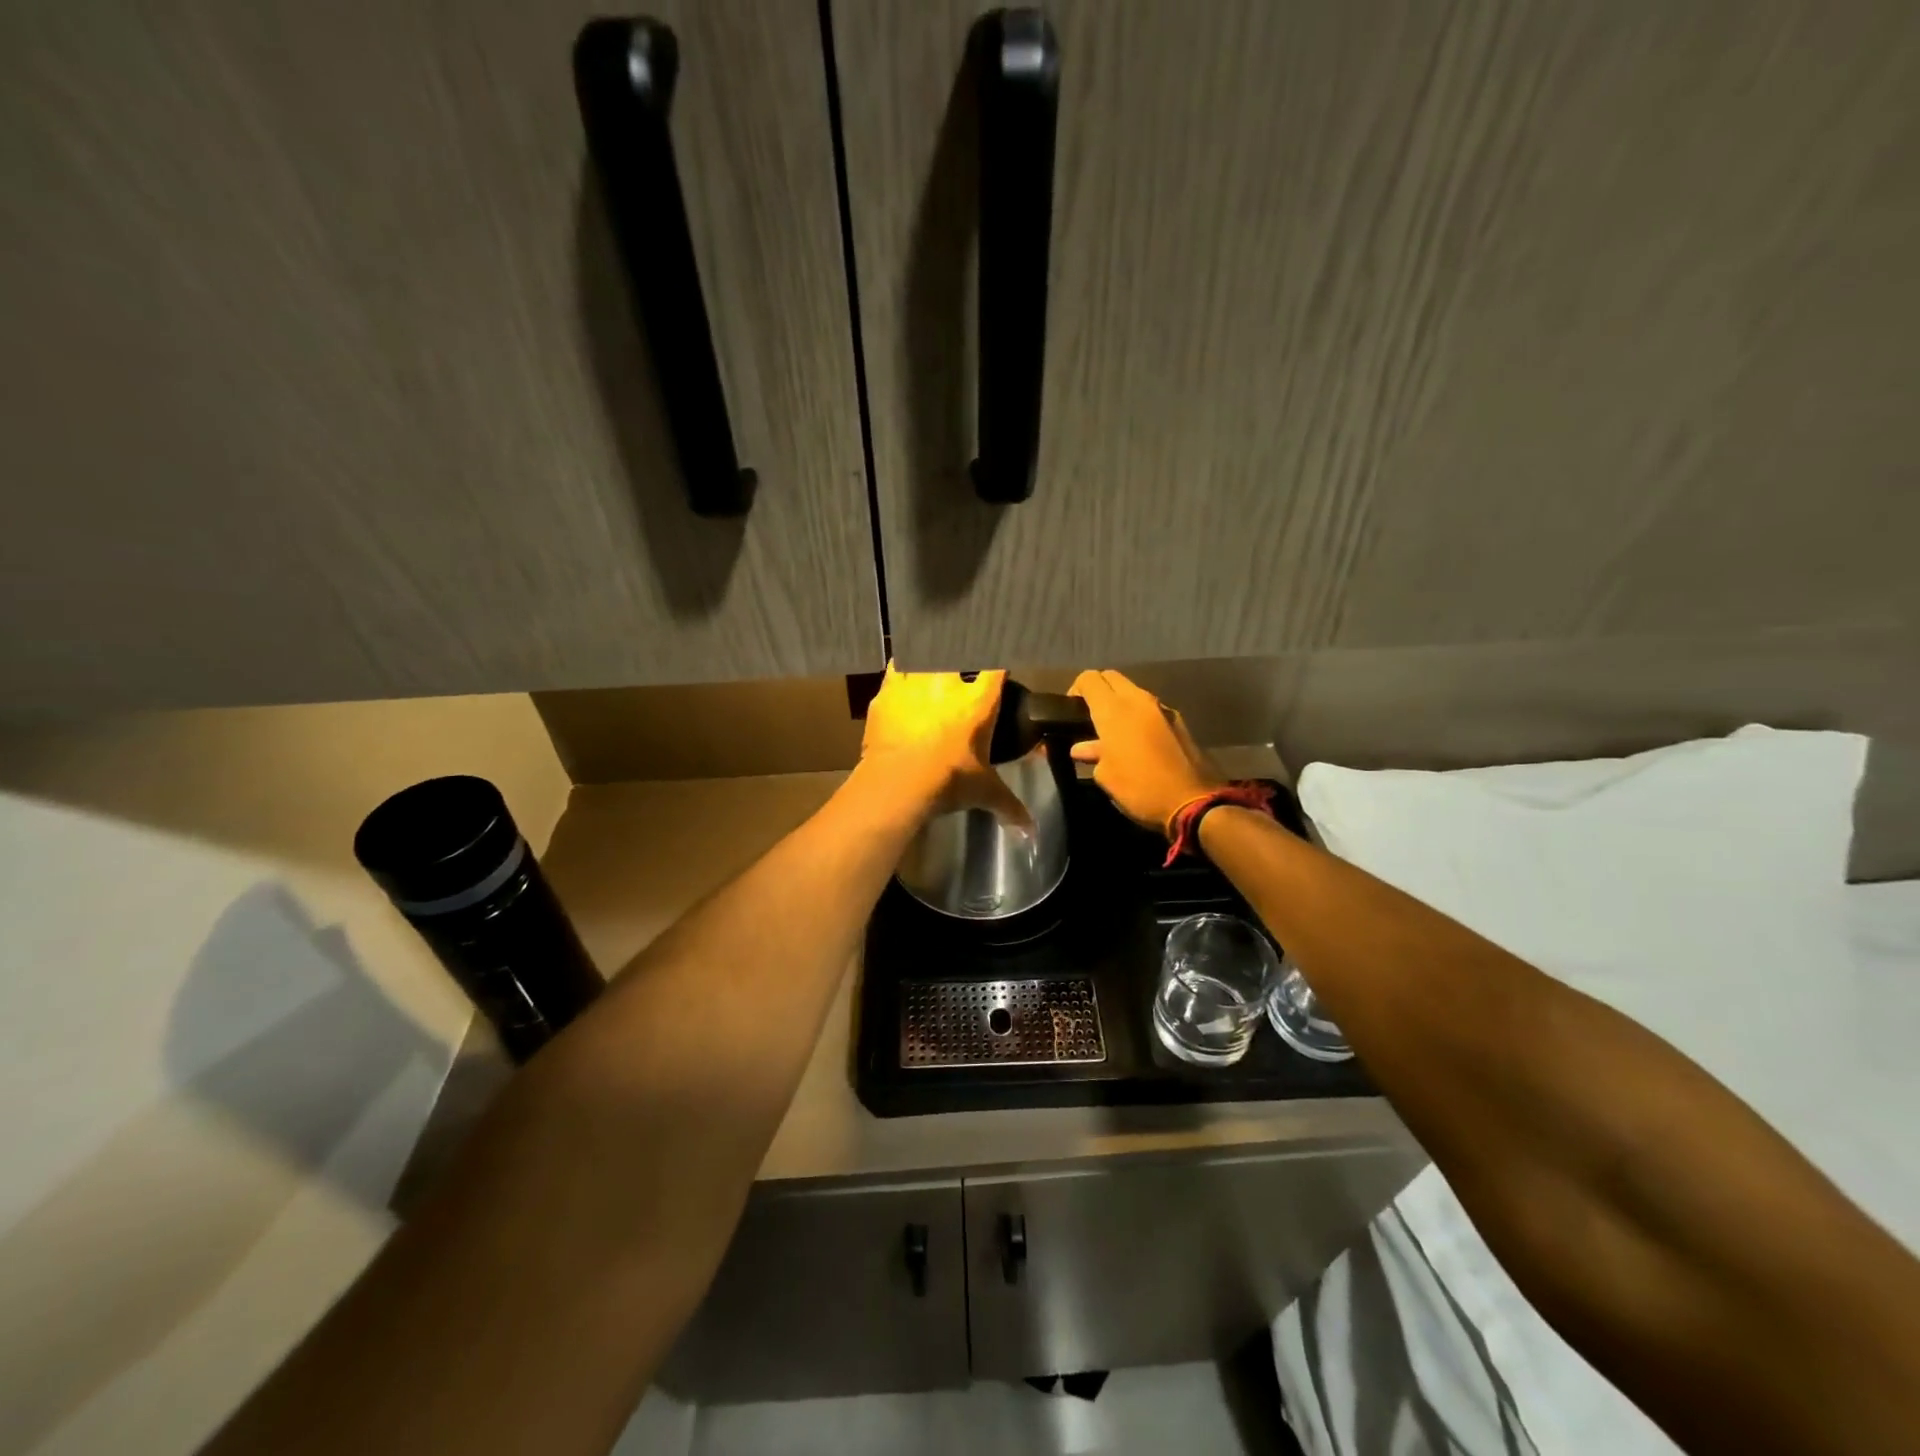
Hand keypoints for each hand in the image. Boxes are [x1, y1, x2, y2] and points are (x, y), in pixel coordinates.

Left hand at [861, 665, 1032, 827]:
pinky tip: (899, 677)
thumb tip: (1031, 832)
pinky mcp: (886, 692)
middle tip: (959, 667)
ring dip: (928, 657)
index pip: (996, 668)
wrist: (898, 782)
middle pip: (959, 653)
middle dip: (960, 657)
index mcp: (979, 703)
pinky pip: (894, 669)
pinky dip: (898, 671)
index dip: (998, 664)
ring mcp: (915, 683)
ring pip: (924, 653)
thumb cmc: (949, 782)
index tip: (997, 667)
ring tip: (929, 665)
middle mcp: (948, 684)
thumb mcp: (984, 793)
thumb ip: (1010, 807)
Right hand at [1068, 670, 1224, 835]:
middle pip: (1112, 678)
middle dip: (1098, 691)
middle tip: (1090, 717)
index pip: (1089, 679)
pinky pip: (1150, 709)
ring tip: (1112, 733)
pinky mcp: (1179, 722)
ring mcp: (1162, 708)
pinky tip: (1137, 744)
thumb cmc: (1139, 789)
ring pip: (1133, 693)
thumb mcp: (1106, 776)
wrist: (1193, 803)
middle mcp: (1138, 700)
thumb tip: (1083, 747)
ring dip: (1120, 704)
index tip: (1070, 711)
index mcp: (1114, 709)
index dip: (1075, 689)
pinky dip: (1139, 717)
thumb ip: (1093, 754)